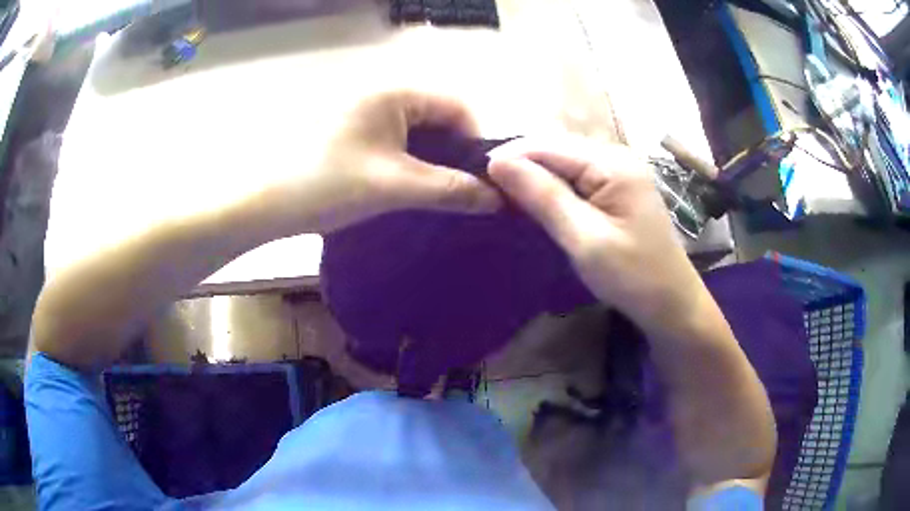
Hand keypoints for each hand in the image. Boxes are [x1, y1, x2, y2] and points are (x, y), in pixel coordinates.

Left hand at [259, 90, 501, 236]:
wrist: (263, 204)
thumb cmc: (328, 185)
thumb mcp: (395, 186)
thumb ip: (451, 189)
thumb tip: (497, 200)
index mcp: (394, 92)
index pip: (457, 106)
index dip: (476, 142)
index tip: (482, 181)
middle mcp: (381, 94)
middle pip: (437, 118)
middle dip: (455, 154)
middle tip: (463, 193)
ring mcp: (362, 113)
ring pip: (416, 132)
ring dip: (432, 161)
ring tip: (439, 195)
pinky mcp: (350, 133)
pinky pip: (394, 141)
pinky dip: (409, 163)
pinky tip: (409, 189)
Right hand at [487, 136, 706, 332]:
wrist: (671, 303)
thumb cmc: (633, 276)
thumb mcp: (584, 239)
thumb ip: (543, 197)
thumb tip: (497, 161)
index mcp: (612, 163)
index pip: (547, 145)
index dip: (510, 157)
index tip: (477, 180)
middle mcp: (615, 156)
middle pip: (554, 148)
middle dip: (520, 166)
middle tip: (487, 192)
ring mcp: (617, 170)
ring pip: (561, 162)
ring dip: (533, 177)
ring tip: (503, 197)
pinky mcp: (615, 187)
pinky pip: (574, 177)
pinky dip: (551, 188)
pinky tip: (535, 202)